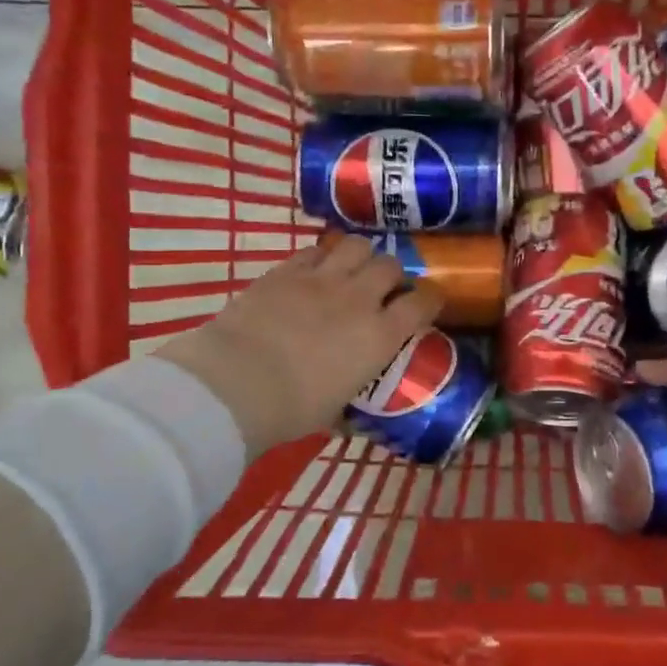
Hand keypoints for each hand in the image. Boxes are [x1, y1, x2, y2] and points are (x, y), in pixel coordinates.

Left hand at [153, 236, 442, 453]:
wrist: (236, 384)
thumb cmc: (292, 408)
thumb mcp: (334, 411)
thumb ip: (349, 404)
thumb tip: (351, 420)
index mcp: (380, 336)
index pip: (423, 301)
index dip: (430, 297)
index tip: (426, 301)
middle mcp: (359, 299)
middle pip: (391, 265)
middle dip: (391, 275)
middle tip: (380, 289)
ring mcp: (322, 279)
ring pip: (357, 245)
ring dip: (360, 256)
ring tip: (351, 270)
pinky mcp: (286, 271)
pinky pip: (314, 251)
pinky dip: (320, 258)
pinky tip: (313, 272)